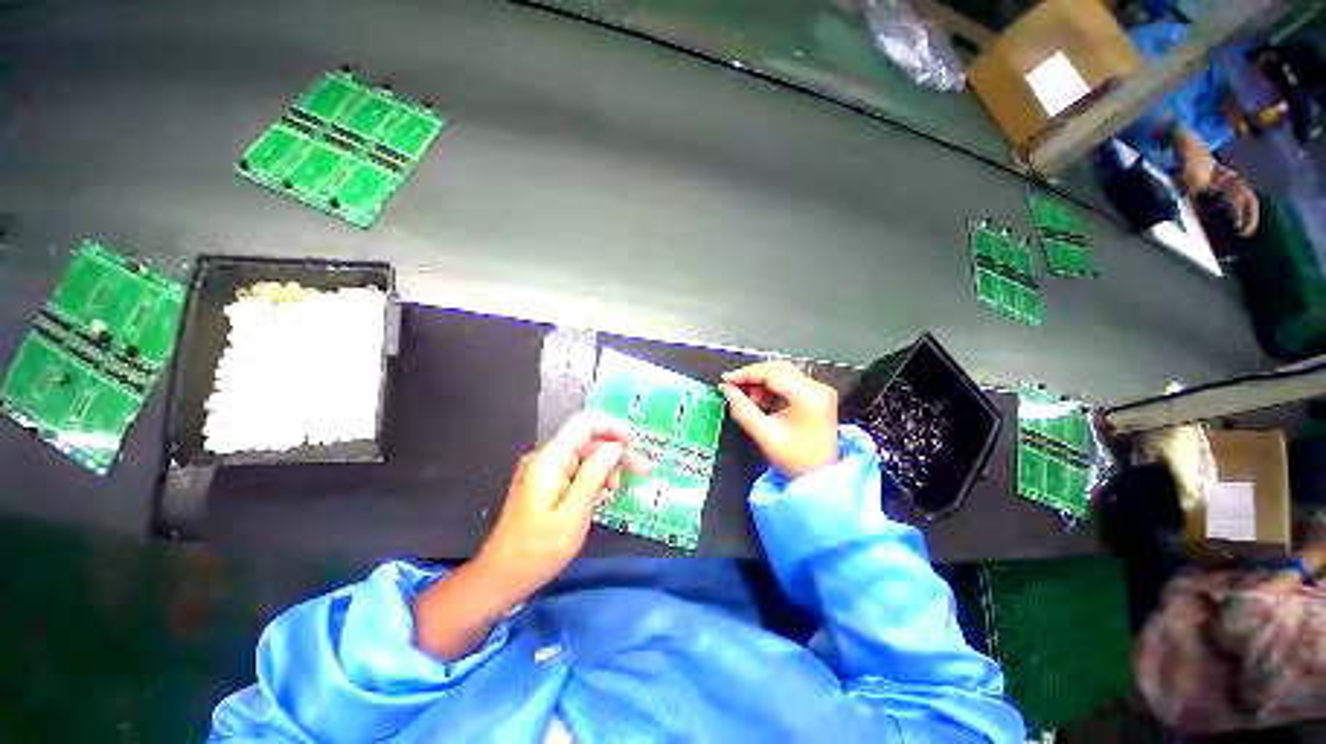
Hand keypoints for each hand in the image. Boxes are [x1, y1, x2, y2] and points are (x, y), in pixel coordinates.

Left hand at [476, 411, 651, 598]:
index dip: (613, 428)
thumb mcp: (574, 513)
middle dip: (616, 450)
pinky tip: (603, 494)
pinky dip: (594, 477)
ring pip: (585, 455)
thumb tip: (616, 447)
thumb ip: (595, 474)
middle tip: (642, 469)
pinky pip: (577, 470)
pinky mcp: (547, 484)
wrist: (501, 577)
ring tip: (618, 488)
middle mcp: (547, 457)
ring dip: (607, 466)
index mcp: (550, 459)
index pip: (586, 423)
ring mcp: (546, 471)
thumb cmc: (538, 550)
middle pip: (589, 439)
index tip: (635, 445)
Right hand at [719, 361, 838, 478]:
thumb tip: (728, 391)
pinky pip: (788, 382)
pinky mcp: (816, 396)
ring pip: (782, 373)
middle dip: (752, 378)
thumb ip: (742, 409)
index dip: (745, 374)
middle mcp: (818, 388)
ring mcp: (819, 391)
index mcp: (809, 396)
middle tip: (734, 389)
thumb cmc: (798, 461)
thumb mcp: (764, 434)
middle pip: (777, 369)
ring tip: (749, 400)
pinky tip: (761, 401)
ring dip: (761, 383)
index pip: (771, 373)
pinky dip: (771, 388)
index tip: (727, 379)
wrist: (821, 477)